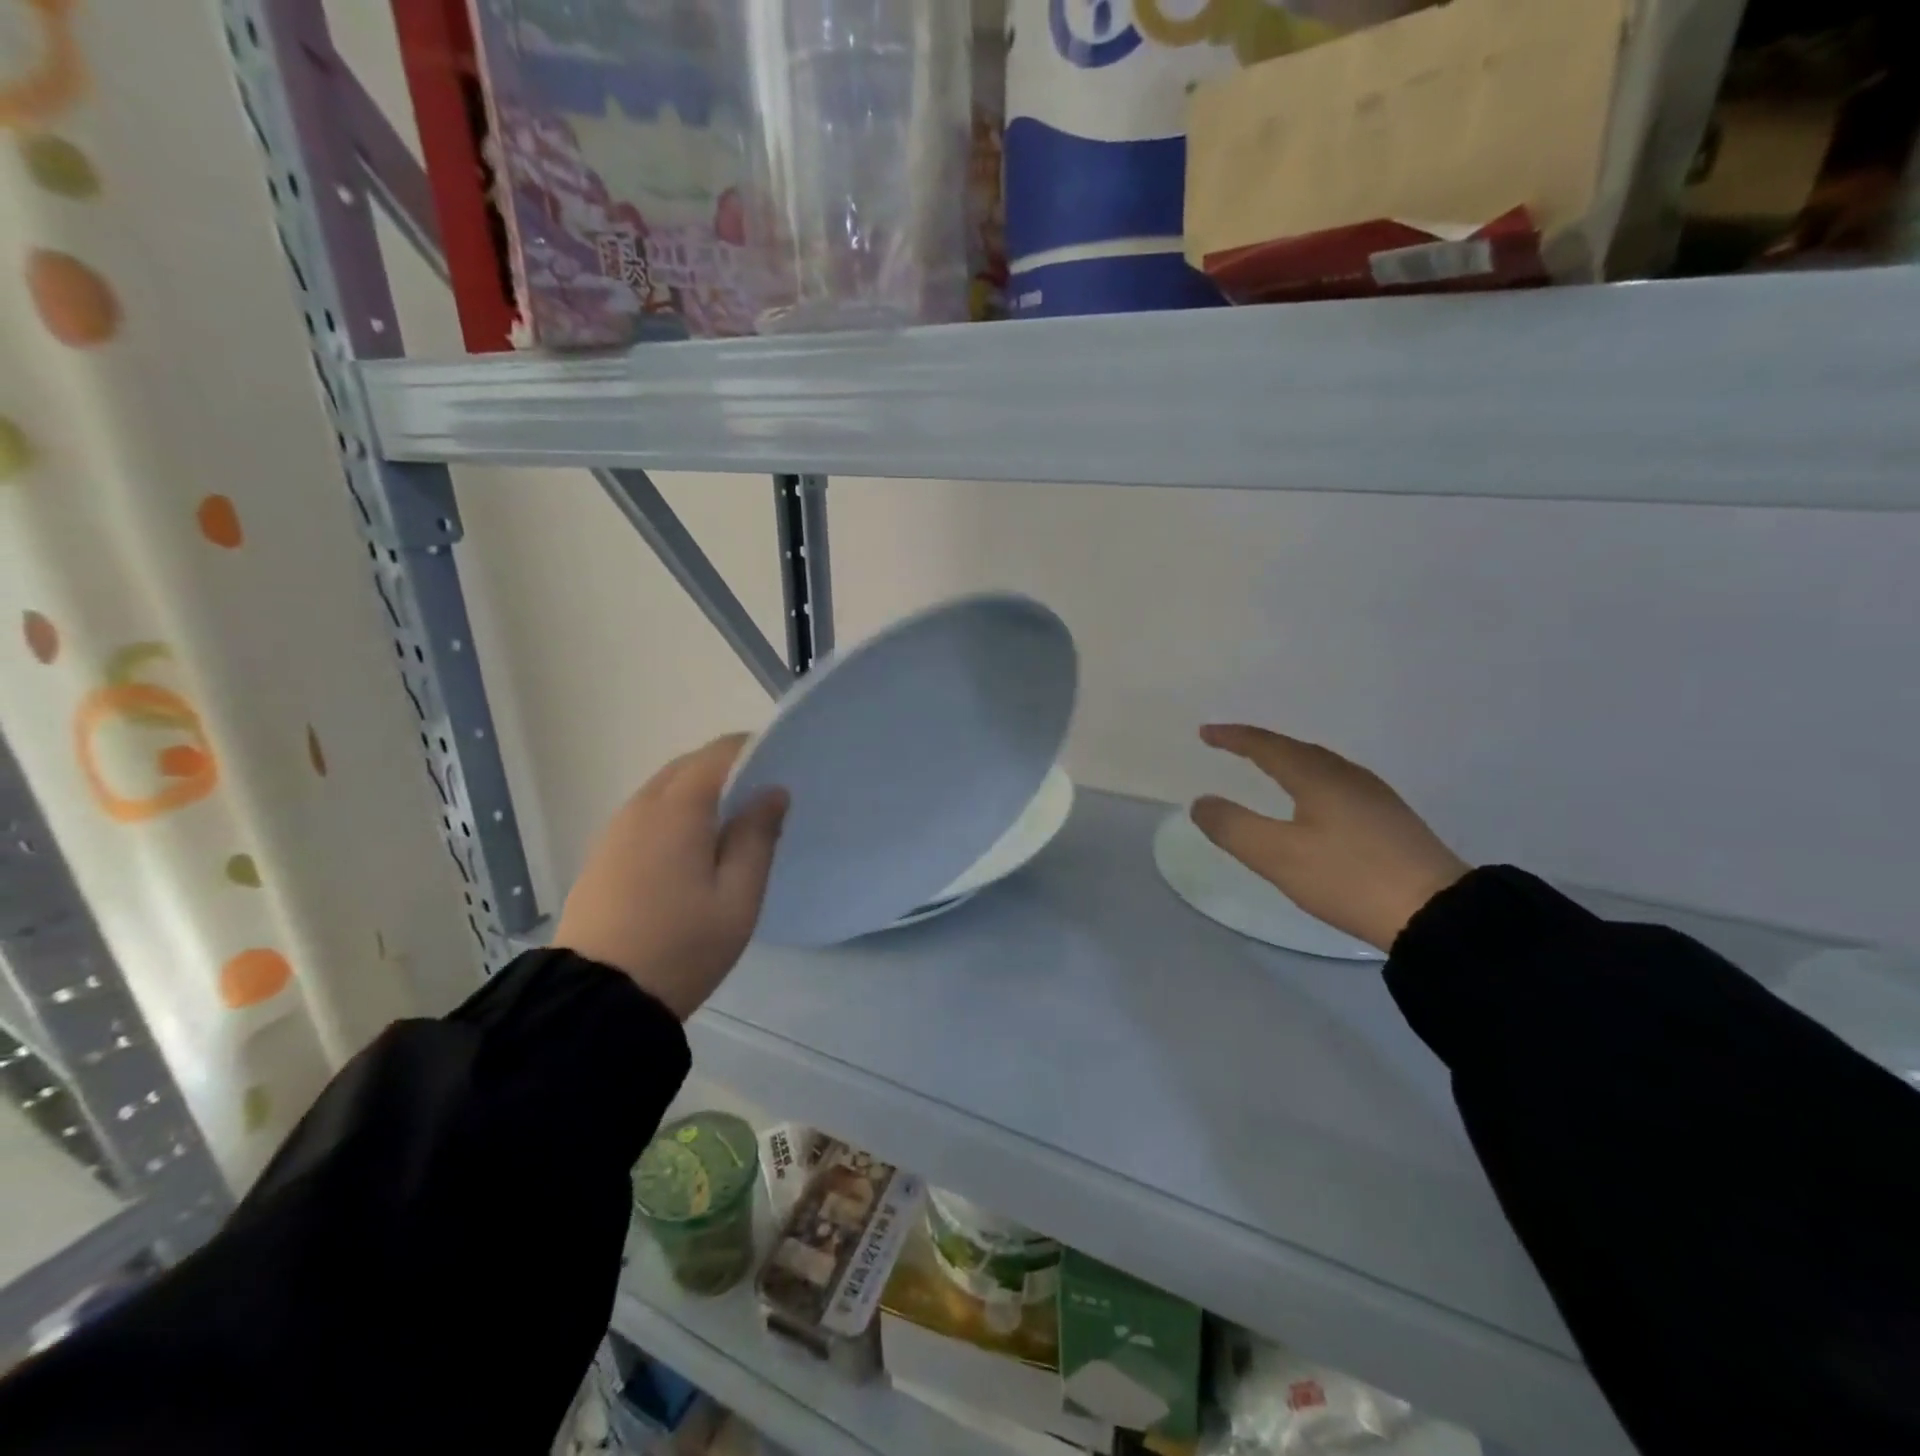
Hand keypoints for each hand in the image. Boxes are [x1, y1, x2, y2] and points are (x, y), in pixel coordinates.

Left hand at [553, 734, 786, 1019]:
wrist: (596, 1000)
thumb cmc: (682, 946)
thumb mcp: (738, 897)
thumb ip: (756, 836)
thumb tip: (772, 792)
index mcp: (678, 809)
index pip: (719, 753)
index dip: (753, 749)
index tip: (782, 766)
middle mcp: (642, 806)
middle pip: (689, 765)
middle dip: (727, 768)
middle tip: (763, 797)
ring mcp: (616, 829)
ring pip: (665, 788)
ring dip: (700, 790)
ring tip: (732, 822)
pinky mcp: (603, 853)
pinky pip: (647, 813)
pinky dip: (676, 811)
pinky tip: (692, 846)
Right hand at [1190, 724, 1468, 951]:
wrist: (1438, 914)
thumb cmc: (1348, 878)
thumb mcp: (1278, 856)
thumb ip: (1233, 827)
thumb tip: (1201, 802)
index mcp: (1318, 777)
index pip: (1267, 746)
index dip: (1233, 738)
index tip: (1205, 732)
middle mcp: (1347, 776)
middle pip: (1297, 749)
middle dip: (1260, 745)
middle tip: (1231, 746)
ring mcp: (1375, 797)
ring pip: (1321, 766)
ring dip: (1288, 761)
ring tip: (1267, 768)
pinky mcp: (1391, 820)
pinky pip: (1337, 785)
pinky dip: (1310, 781)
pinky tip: (1313, 803)